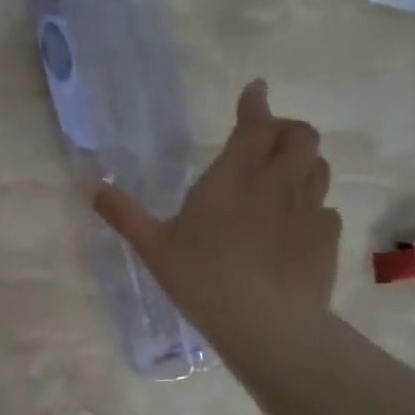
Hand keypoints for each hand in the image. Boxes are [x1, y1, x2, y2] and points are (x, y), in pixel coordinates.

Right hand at [92, 79, 341, 341]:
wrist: (267, 324)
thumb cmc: (202, 278)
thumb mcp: (152, 247)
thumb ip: (123, 213)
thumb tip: (88, 185)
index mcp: (234, 175)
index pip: (255, 123)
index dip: (256, 102)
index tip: (255, 90)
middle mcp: (277, 182)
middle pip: (300, 135)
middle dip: (285, 129)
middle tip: (265, 141)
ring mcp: (308, 209)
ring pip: (318, 166)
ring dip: (302, 162)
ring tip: (281, 177)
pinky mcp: (326, 238)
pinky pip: (325, 207)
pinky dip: (310, 204)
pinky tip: (293, 224)